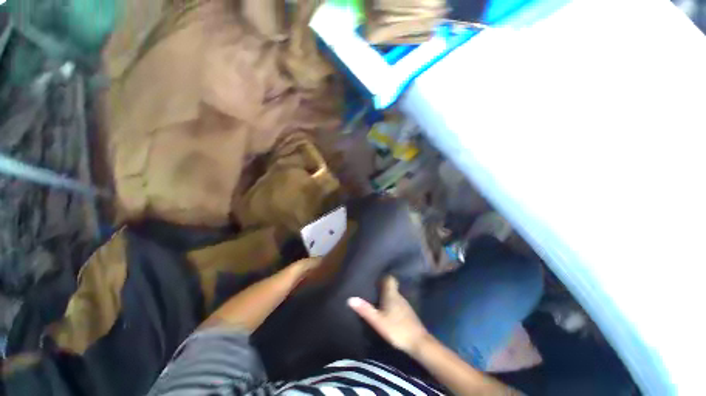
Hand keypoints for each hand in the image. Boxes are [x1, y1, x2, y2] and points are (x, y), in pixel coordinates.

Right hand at [348, 276, 429, 354]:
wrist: (418, 343)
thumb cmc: (396, 329)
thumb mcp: (377, 321)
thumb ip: (365, 309)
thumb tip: (350, 299)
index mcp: (392, 294)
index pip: (390, 278)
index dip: (383, 277)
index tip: (375, 278)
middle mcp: (399, 296)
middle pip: (391, 287)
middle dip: (382, 287)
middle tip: (372, 290)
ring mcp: (405, 305)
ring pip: (394, 296)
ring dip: (387, 297)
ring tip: (377, 300)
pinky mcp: (408, 313)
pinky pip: (398, 304)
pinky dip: (392, 305)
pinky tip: (388, 313)